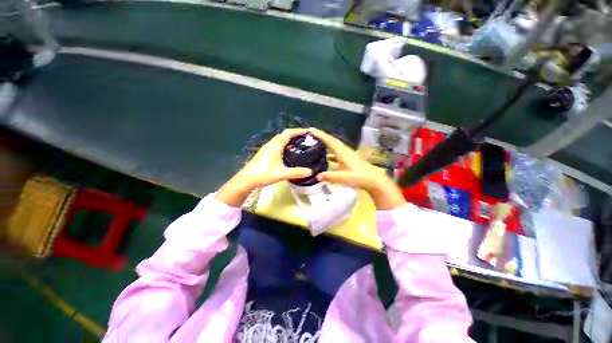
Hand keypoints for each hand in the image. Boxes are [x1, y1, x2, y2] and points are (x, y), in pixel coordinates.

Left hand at [218, 128, 312, 206]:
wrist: (247, 179)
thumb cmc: (264, 174)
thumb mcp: (282, 173)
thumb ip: (296, 172)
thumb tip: (311, 171)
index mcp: (275, 145)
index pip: (288, 133)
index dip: (298, 131)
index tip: (308, 132)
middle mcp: (271, 144)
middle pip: (284, 135)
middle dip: (295, 135)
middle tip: (305, 140)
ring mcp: (266, 148)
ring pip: (279, 139)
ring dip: (289, 139)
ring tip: (298, 145)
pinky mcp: (264, 153)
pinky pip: (276, 144)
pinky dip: (284, 144)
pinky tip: (287, 153)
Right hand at [309, 128, 405, 209]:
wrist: (374, 180)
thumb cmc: (359, 177)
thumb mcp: (342, 178)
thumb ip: (329, 176)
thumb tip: (316, 176)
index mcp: (342, 152)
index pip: (330, 141)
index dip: (320, 135)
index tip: (311, 129)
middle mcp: (345, 150)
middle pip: (332, 140)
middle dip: (322, 136)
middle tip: (312, 134)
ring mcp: (348, 153)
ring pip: (336, 144)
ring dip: (327, 141)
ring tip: (317, 142)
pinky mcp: (350, 158)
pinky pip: (338, 150)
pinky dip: (331, 148)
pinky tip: (328, 153)